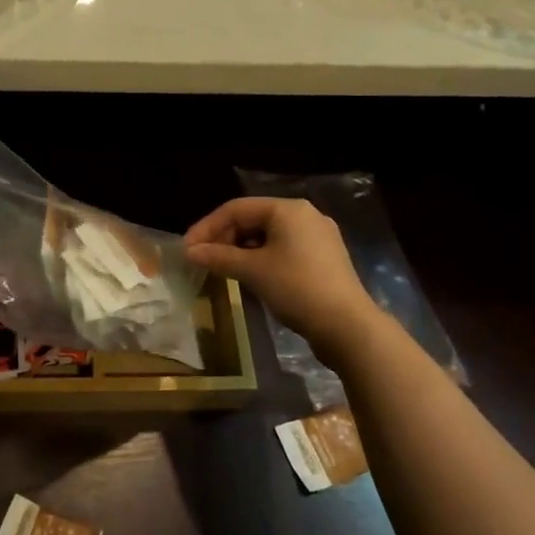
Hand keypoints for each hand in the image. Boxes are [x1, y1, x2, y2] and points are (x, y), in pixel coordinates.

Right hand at [184, 197, 380, 351]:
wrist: (347, 326)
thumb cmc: (296, 288)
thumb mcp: (252, 270)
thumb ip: (218, 256)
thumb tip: (189, 251)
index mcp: (288, 209)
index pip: (236, 208)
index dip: (207, 226)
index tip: (187, 248)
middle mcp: (305, 215)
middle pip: (253, 219)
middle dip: (224, 238)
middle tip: (203, 260)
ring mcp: (319, 237)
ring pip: (268, 235)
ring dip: (242, 249)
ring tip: (223, 269)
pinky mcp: (325, 258)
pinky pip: (284, 249)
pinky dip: (262, 258)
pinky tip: (252, 276)